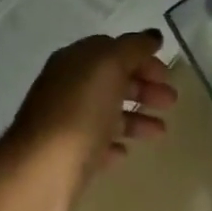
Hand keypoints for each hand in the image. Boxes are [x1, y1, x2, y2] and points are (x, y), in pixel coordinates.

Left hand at [3, 30, 177, 210]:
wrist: (40, 175)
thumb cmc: (79, 114)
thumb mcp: (109, 67)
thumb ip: (133, 48)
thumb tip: (152, 35)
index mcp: (74, 61)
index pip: (112, 50)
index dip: (141, 58)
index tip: (167, 74)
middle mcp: (66, 88)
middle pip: (111, 81)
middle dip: (143, 87)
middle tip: (171, 102)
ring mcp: (65, 124)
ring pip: (107, 113)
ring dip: (136, 118)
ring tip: (161, 132)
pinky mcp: (67, 158)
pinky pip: (96, 145)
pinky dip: (114, 144)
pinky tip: (127, 152)